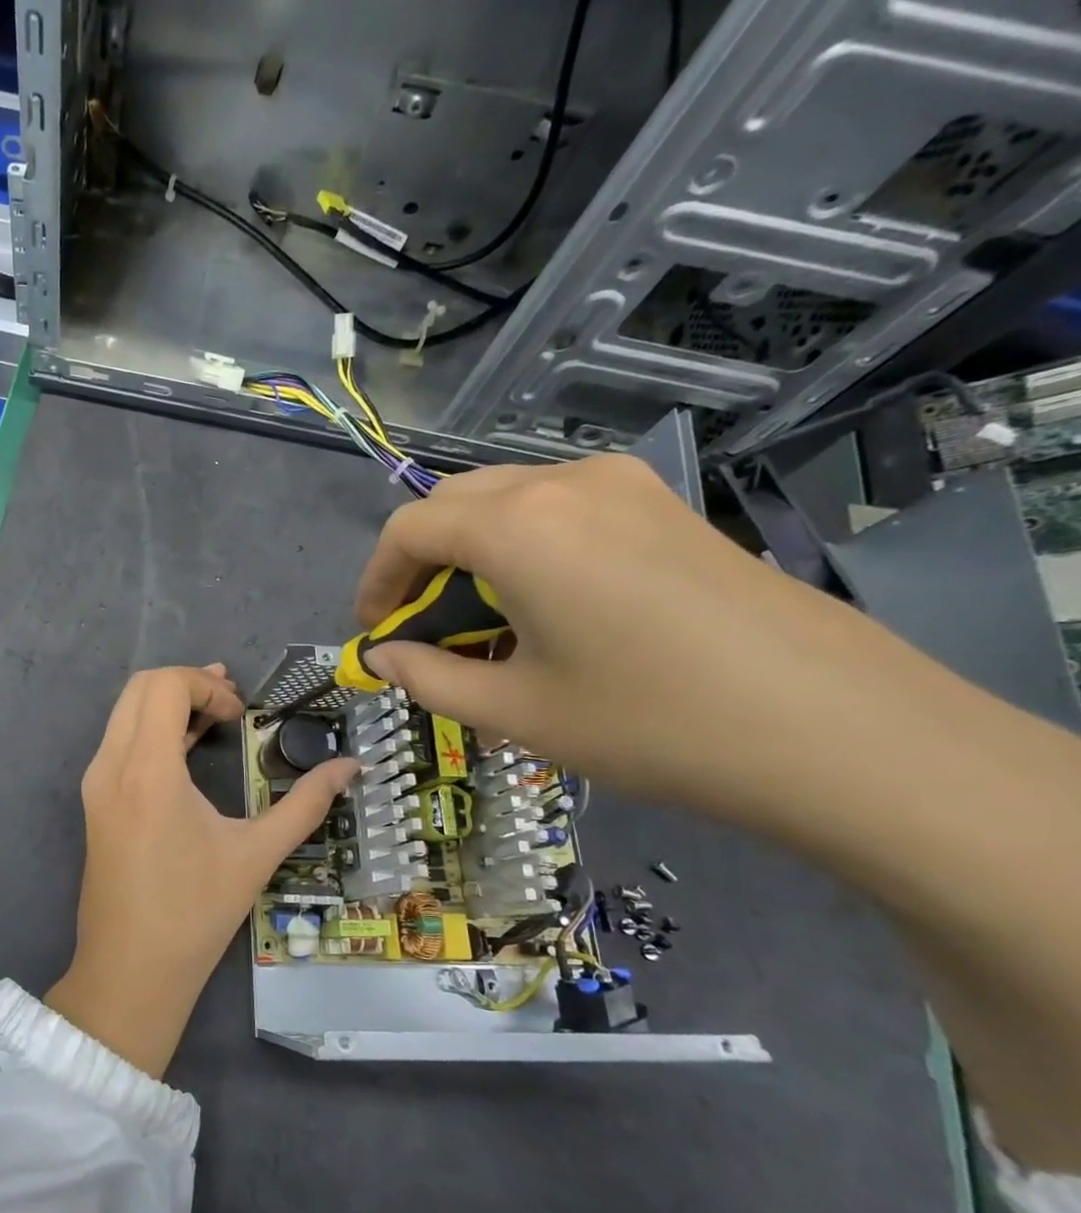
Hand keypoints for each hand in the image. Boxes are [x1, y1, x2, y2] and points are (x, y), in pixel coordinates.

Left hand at [45, 665, 357, 1076]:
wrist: (129, 971)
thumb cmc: (194, 914)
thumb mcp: (256, 854)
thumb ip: (305, 804)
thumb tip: (350, 766)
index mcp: (147, 770)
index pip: (164, 685)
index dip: (206, 685)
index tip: (241, 715)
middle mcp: (110, 765)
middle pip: (140, 687)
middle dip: (189, 683)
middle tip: (232, 704)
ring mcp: (96, 782)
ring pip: (125, 711)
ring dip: (169, 702)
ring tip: (217, 713)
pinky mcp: (94, 800)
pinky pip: (119, 741)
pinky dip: (152, 728)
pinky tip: (188, 741)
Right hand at [354, 455, 923, 826]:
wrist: (838, 729)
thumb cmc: (649, 722)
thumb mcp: (515, 710)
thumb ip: (428, 676)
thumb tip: (383, 657)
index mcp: (516, 526)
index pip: (409, 529)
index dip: (376, 581)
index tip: (376, 633)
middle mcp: (563, 483)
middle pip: (454, 503)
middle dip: (420, 563)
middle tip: (423, 628)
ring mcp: (624, 486)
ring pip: (508, 500)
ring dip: (472, 553)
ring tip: (485, 624)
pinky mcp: (665, 505)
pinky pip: (562, 508)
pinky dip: (525, 546)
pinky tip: (547, 607)